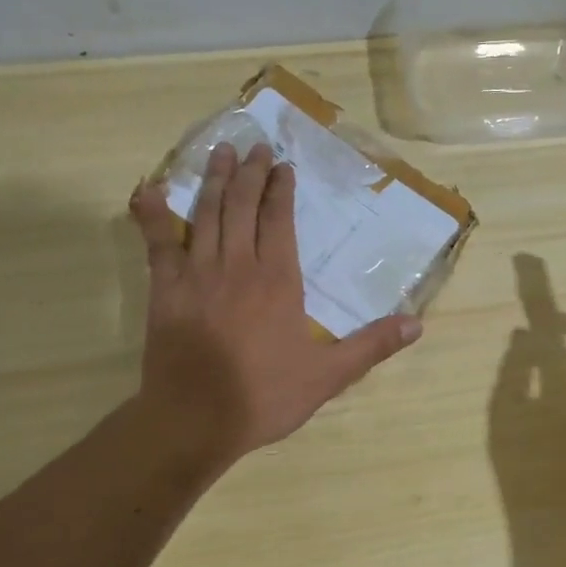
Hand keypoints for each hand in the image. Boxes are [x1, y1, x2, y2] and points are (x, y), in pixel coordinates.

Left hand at [129, 142, 422, 467]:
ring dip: (214, 181)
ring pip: (206, 215)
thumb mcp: (328, 376)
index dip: (281, 190)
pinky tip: (149, 190)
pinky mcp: (164, 290)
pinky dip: (152, 214)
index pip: (279, 220)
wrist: (196, 420)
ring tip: (221, 153)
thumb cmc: (264, 396)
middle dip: (250, 173)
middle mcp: (237, 266)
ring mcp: (196, 274)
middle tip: (254, 146)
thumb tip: (416, 324)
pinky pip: (156, 242)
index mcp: (277, 281)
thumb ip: (371, 346)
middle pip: (242, 206)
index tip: (283, 166)